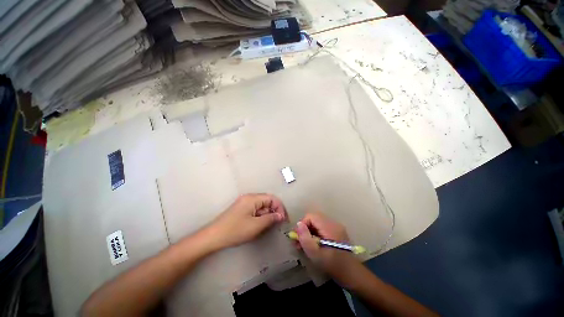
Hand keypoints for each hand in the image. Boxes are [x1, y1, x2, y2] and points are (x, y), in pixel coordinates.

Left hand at [206, 194, 286, 249]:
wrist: (213, 237)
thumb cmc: (236, 230)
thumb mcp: (256, 226)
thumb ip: (270, 219)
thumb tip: (281, 216)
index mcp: (253, 198)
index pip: (272, 198)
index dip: (280, 207)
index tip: (284, 219)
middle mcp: (249, 198)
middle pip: (267, 201)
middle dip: (274, 211)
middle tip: (279, 223)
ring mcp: (244, 203)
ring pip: (261, 206)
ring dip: (267, 215)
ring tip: (270, 226)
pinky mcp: (241, 209)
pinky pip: (255, 210)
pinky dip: (260, 216)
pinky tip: (261, 225)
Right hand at [295, 212, 359, 277]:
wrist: (352, 275)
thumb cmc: (333, 265)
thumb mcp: (315, 254)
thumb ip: (305, 238)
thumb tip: (298, 224)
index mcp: (329, 227)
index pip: (311, 216)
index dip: (303, 224)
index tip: (298, 237)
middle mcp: (333, 223)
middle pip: (314, 219)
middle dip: (305, 228)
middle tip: (298, 241)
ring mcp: (336, 227)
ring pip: (317, 223)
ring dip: (309, 232)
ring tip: (304, 245)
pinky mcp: (337, 232)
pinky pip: (322, 228)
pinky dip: (316, 234)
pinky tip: (313, 244)